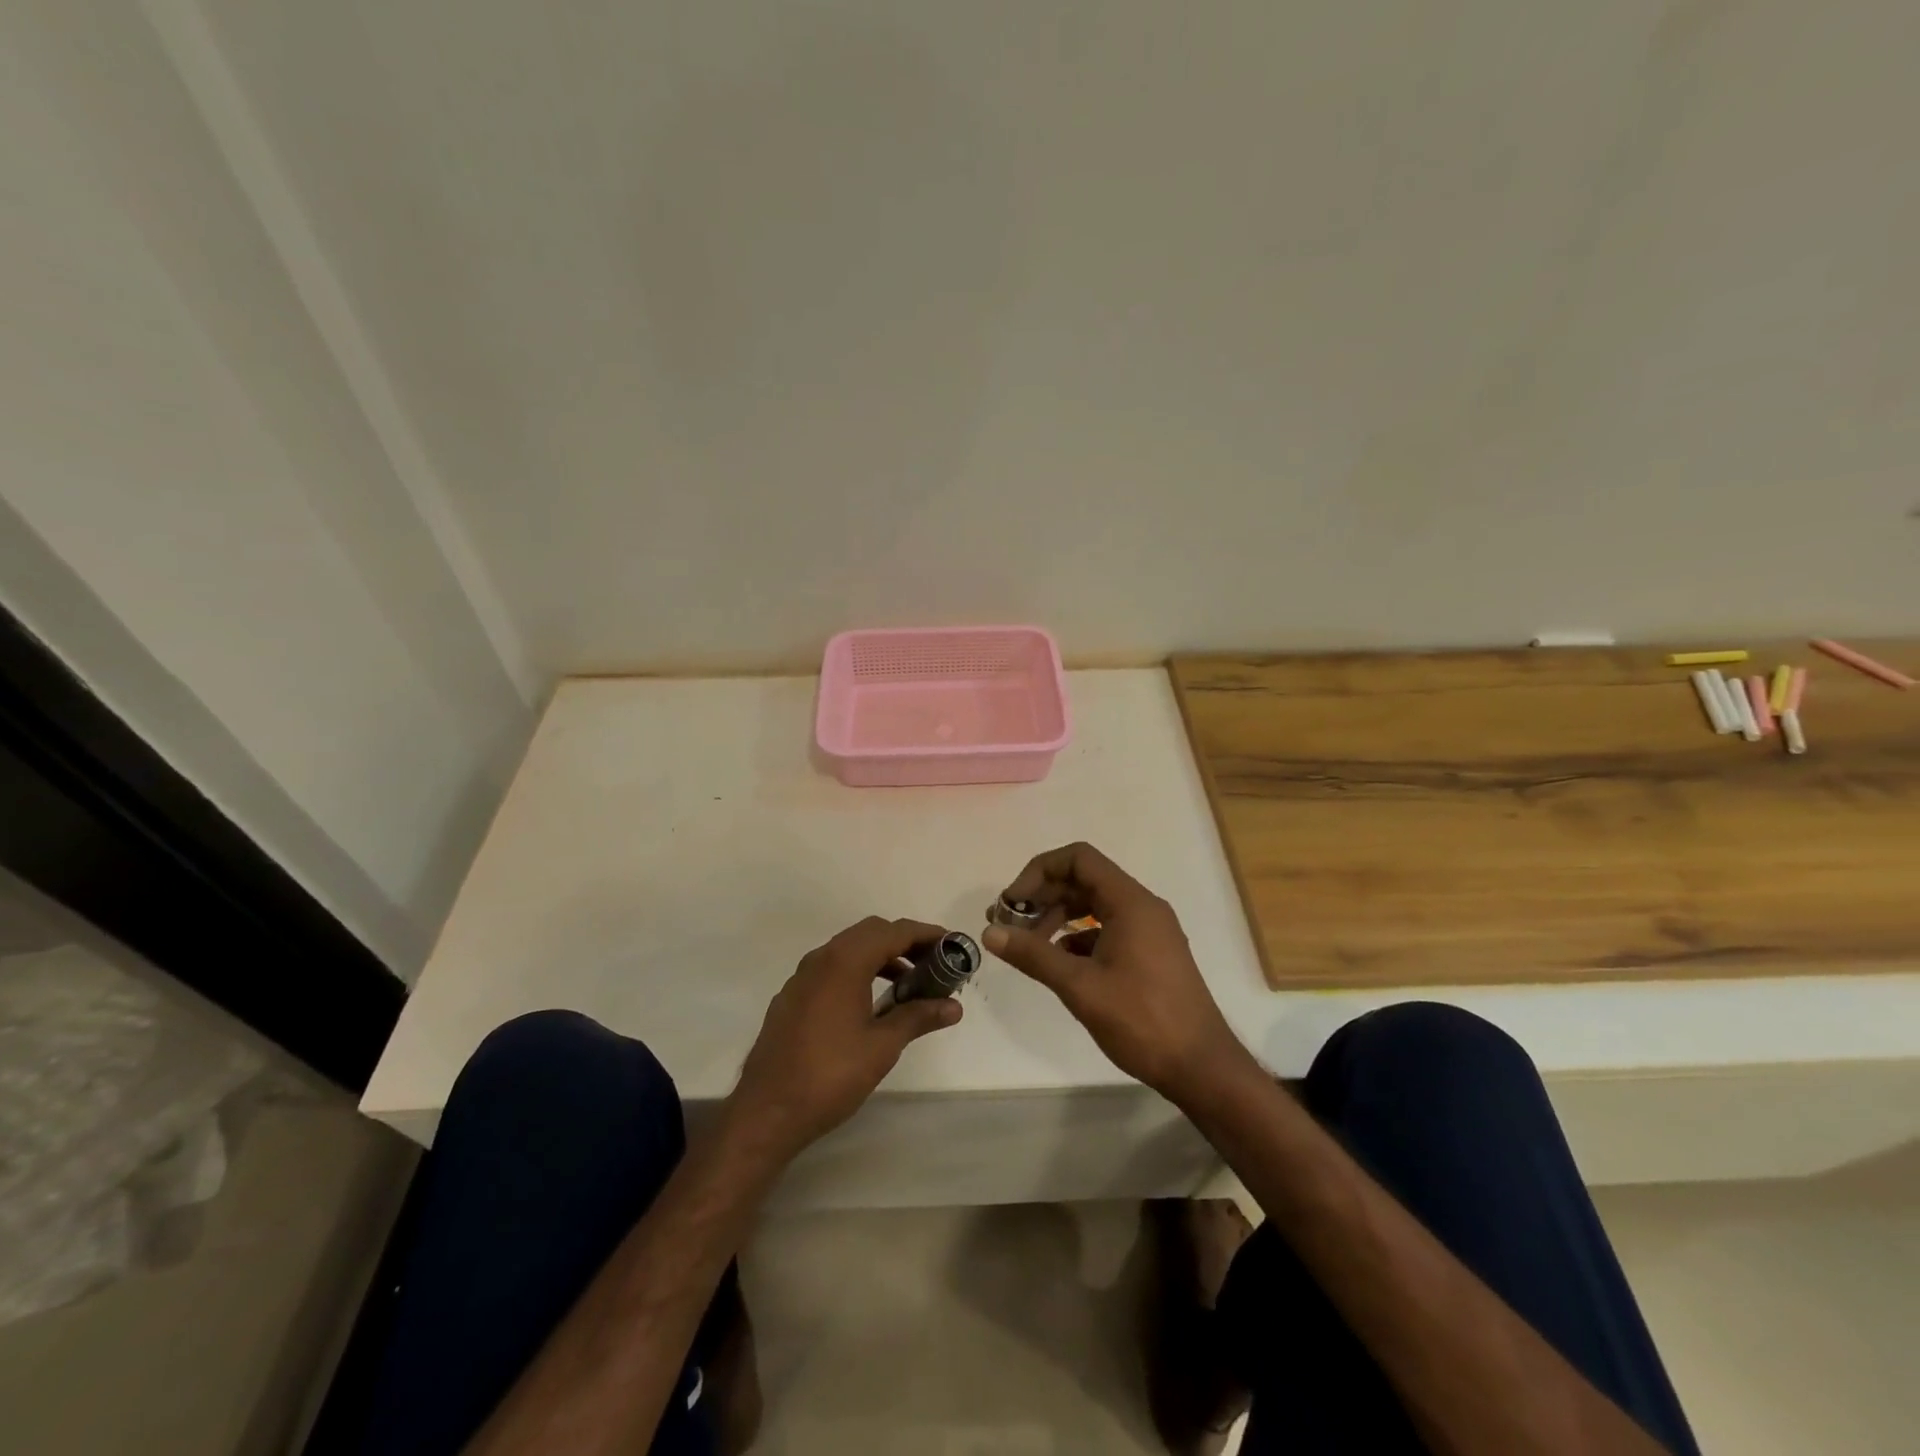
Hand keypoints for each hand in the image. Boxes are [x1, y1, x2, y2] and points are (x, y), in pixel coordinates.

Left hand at [728, 917, 961, 1159]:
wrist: (766, 1112)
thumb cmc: (830, 1075)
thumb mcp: (882, 1046)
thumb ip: (918, 1017)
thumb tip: (954, 1007)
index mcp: (845, 962)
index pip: (894, 932)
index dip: (926, 934)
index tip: (953, 945)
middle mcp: (821, 958)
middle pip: (871, 933)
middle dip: (905, 942)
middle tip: (934, 963)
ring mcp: (802, 977)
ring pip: (849, 949)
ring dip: (881, 957)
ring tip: (909, 985)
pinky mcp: (792, 998)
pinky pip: (832, 969)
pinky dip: (858, 971)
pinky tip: (871, 1004)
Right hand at [984, 843, 1253, 1107]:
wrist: (1201, 1067)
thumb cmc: (1142, 1020)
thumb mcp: (1080, 986)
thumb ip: (1034, 954)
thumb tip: (990, 932)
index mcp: (1130, 902)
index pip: (1078, 859)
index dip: (1039, 872)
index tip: (1012, 902)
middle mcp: (1142, 907)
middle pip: (1084, 880)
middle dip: (1043, 896)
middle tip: (1008, 923)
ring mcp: (1149, 931)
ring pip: (1094, 906)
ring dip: (1058, 917)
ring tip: (1027, 944)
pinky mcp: (1150, 954)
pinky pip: (1106, 929)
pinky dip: (1077, 937)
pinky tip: (1057, 962)